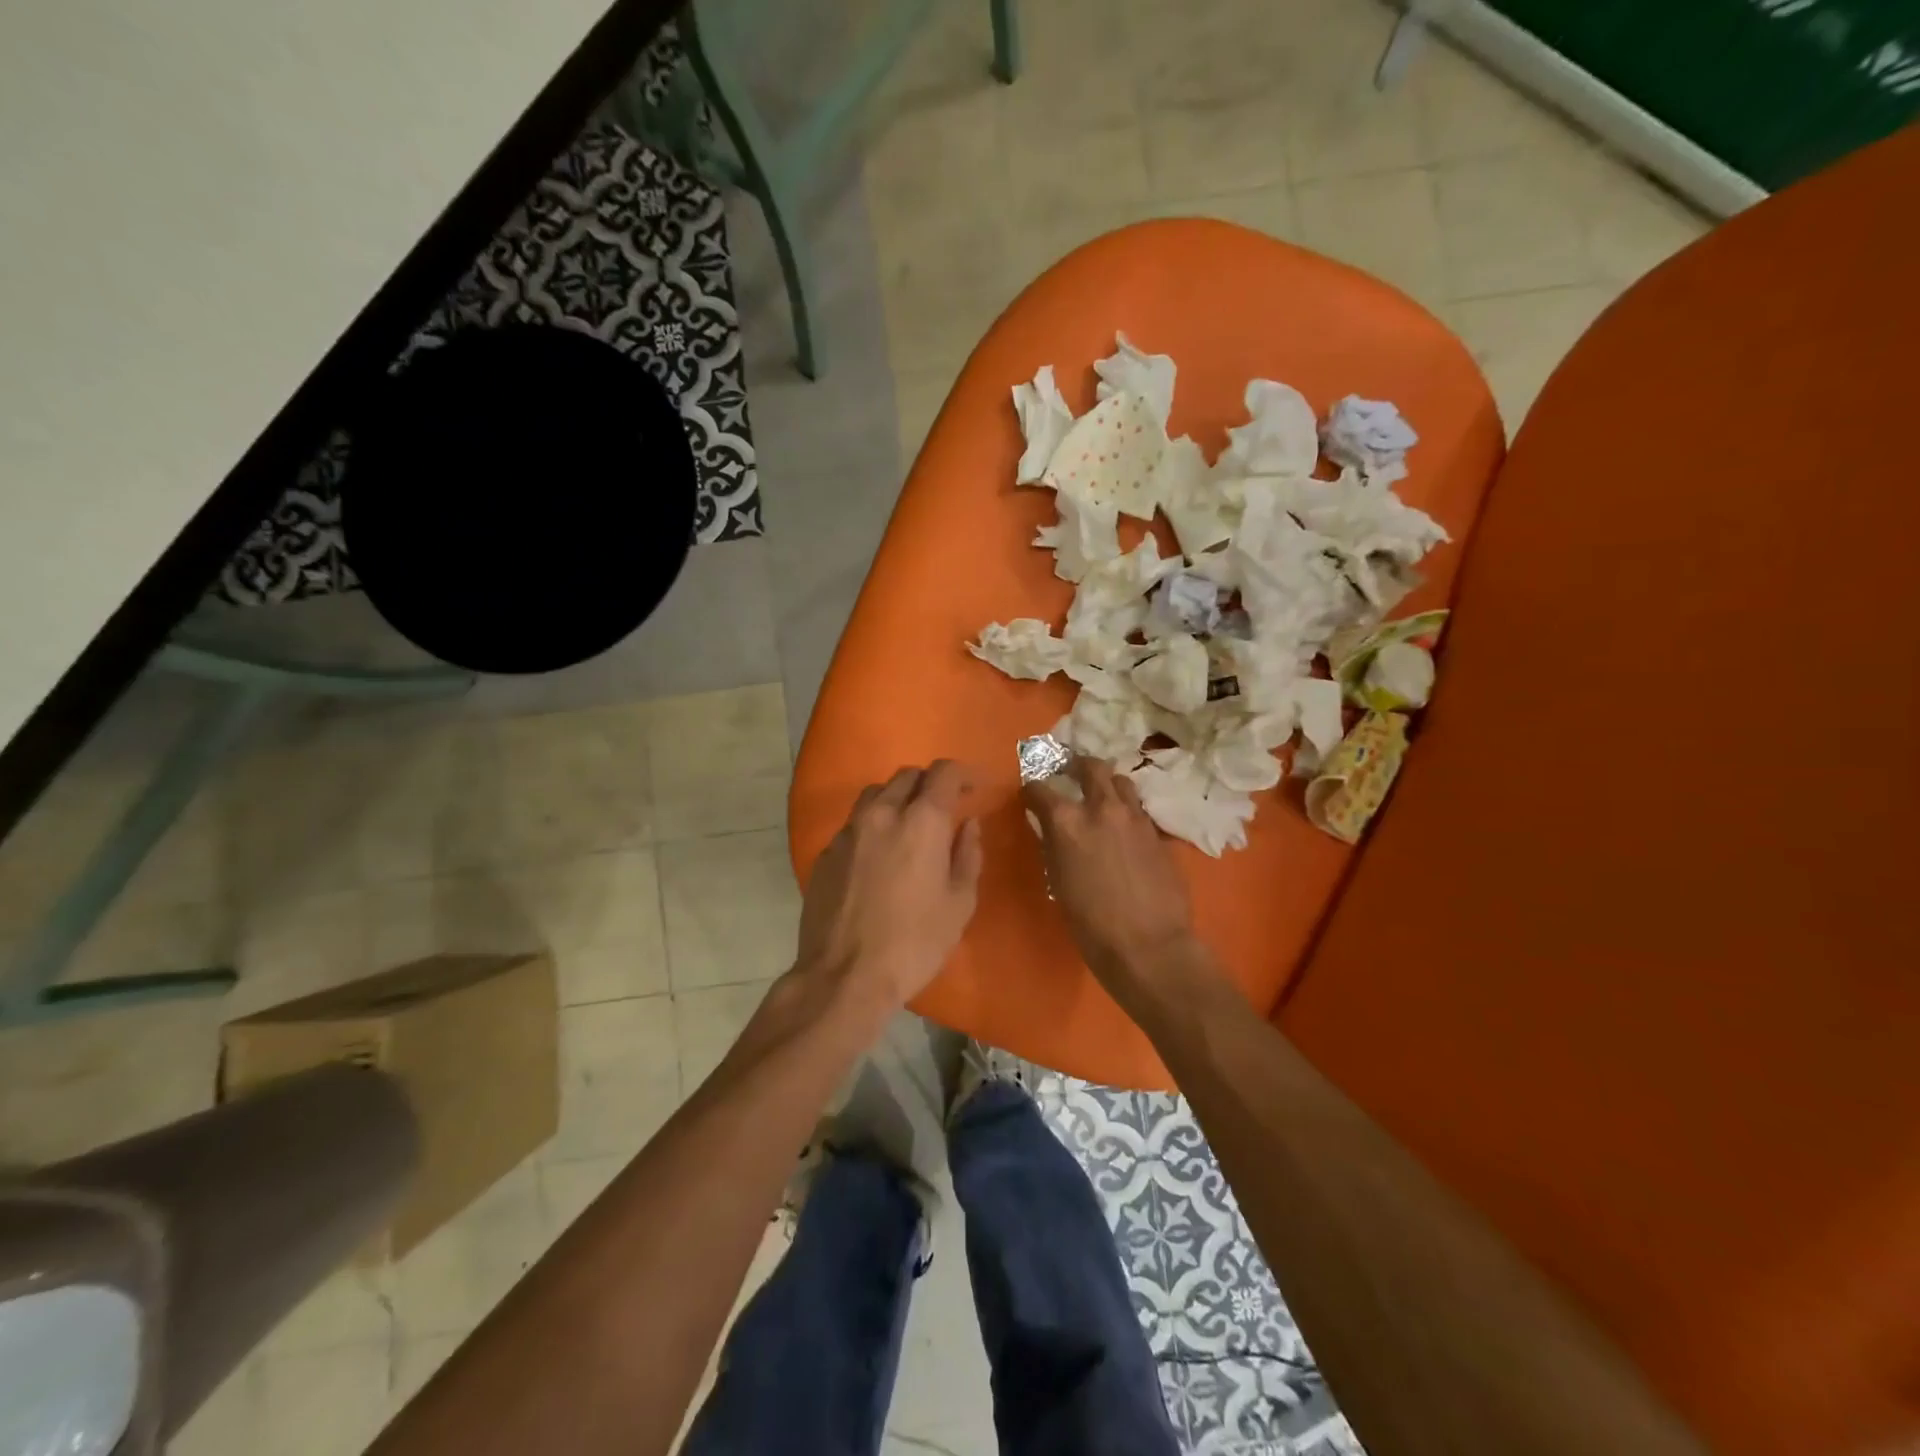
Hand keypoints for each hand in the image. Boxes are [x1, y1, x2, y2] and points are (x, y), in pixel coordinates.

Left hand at [796, 760, 983, 1010]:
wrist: (844, 976)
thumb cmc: (914, 943)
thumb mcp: (959, 904)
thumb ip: (968, 855)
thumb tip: (969, 825)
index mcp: (921, 822)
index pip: (944, 773)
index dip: (964, 773)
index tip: (975, 786)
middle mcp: (881, 814)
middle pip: (907, 776)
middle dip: (930, 783)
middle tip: (945, 806)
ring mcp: (848, 832)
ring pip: (876, 794)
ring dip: (898, 798)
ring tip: (910, 824)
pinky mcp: (826, 853)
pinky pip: (854, 823)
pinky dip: (873, 825)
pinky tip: (879, 854)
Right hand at [1023, 758, 1201, 1000]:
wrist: (1149, 946)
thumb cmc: (1091, 924)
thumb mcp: (1059, 881)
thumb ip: (1054, 846)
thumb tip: (1052, 830)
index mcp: (1067, 822)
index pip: (1040, 788)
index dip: (1032, 790)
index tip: (1030, 795)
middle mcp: (1102, 809)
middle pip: (1090, 767)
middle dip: (1077, 765)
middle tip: (1070, 773)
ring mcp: (1136, 818)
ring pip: (1122, 782)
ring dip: (1108, 784)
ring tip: (1102, 796)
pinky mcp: (1159, 833)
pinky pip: (1140, 810)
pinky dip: (1128, 811)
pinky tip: (1125, 828)